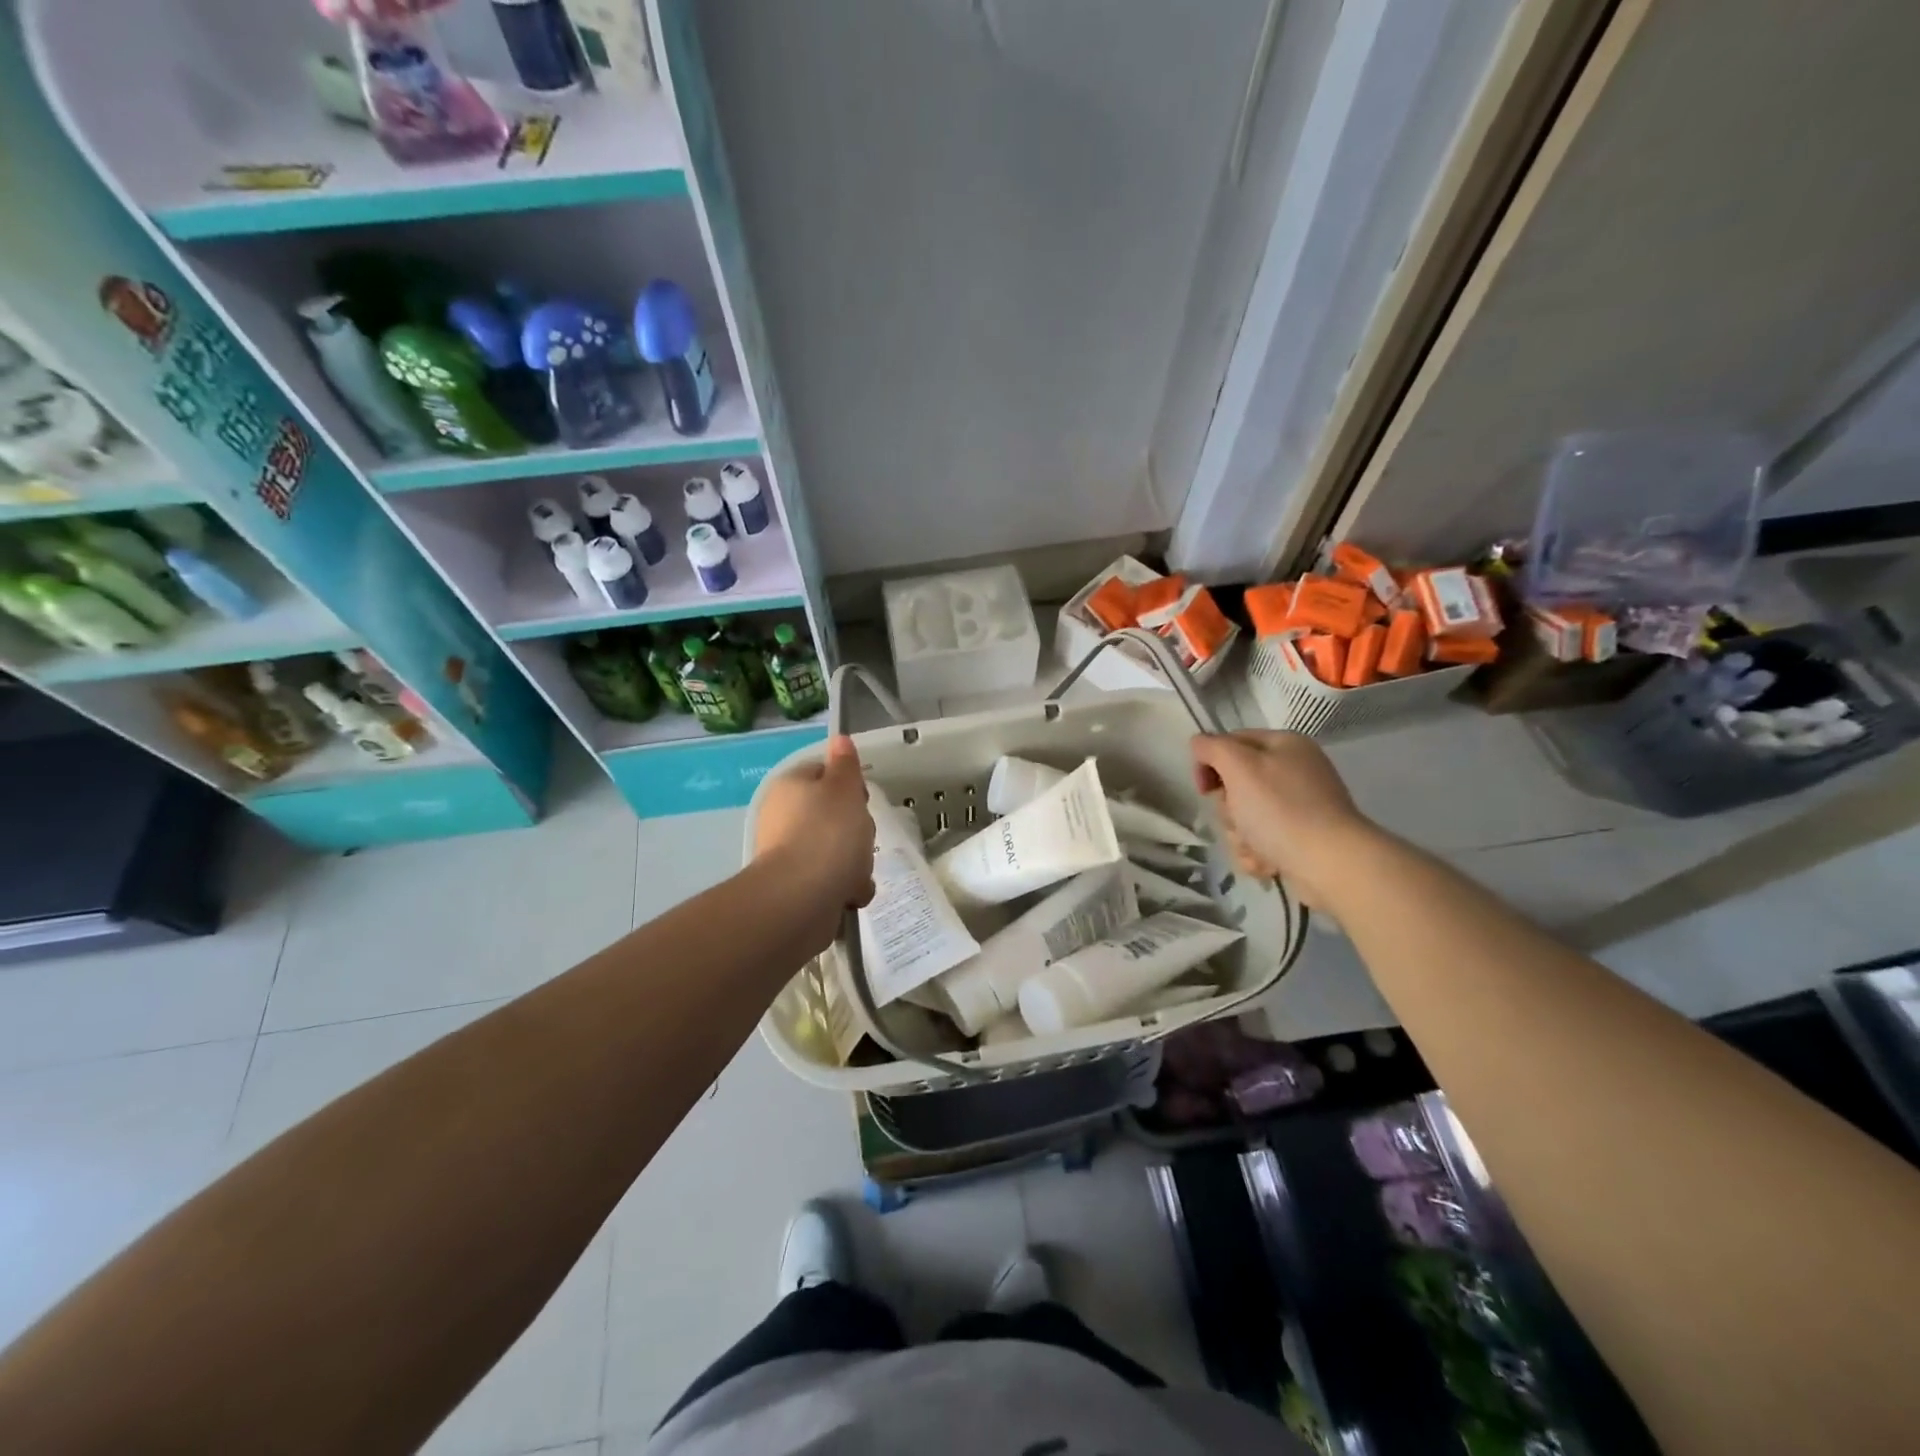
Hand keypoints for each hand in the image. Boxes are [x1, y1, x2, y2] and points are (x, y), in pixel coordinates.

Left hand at [754, 736, 875, 918]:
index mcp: (791, 788)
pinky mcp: (796, 888)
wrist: (800, 899)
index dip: (848, 785)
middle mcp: (784, 818)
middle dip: (856, 830)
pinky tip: (850, 894)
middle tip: (861, 838)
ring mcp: (789, 855)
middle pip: (833, 816)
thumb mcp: (844, 789)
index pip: (823, 774)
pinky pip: (832, 881)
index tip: (862, 801)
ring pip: (837, 851)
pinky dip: (845, 888)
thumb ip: (845, 765)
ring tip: (857, 874)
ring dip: (855, 864)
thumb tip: (839, 739)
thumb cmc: (827, 834)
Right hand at [1190, 731, 1376, 907]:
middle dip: (1229, 809)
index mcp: (1284, 744)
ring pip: (1245, 816)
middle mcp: (1294, 771)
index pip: (1229, 742)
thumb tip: (1199, 745)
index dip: (1209, 764)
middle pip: (1235, 784)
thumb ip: (1212, 747)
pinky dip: (1258, 853)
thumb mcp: (1238, 766)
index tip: (1204, 789)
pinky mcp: (1301, 838)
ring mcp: (1300, 806)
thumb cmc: (1280, 809)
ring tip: (1256, 848)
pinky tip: (1267, 863)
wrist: (1330, 864)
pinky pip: (1262, 840)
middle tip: (1239, 819)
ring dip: (1240, 836)